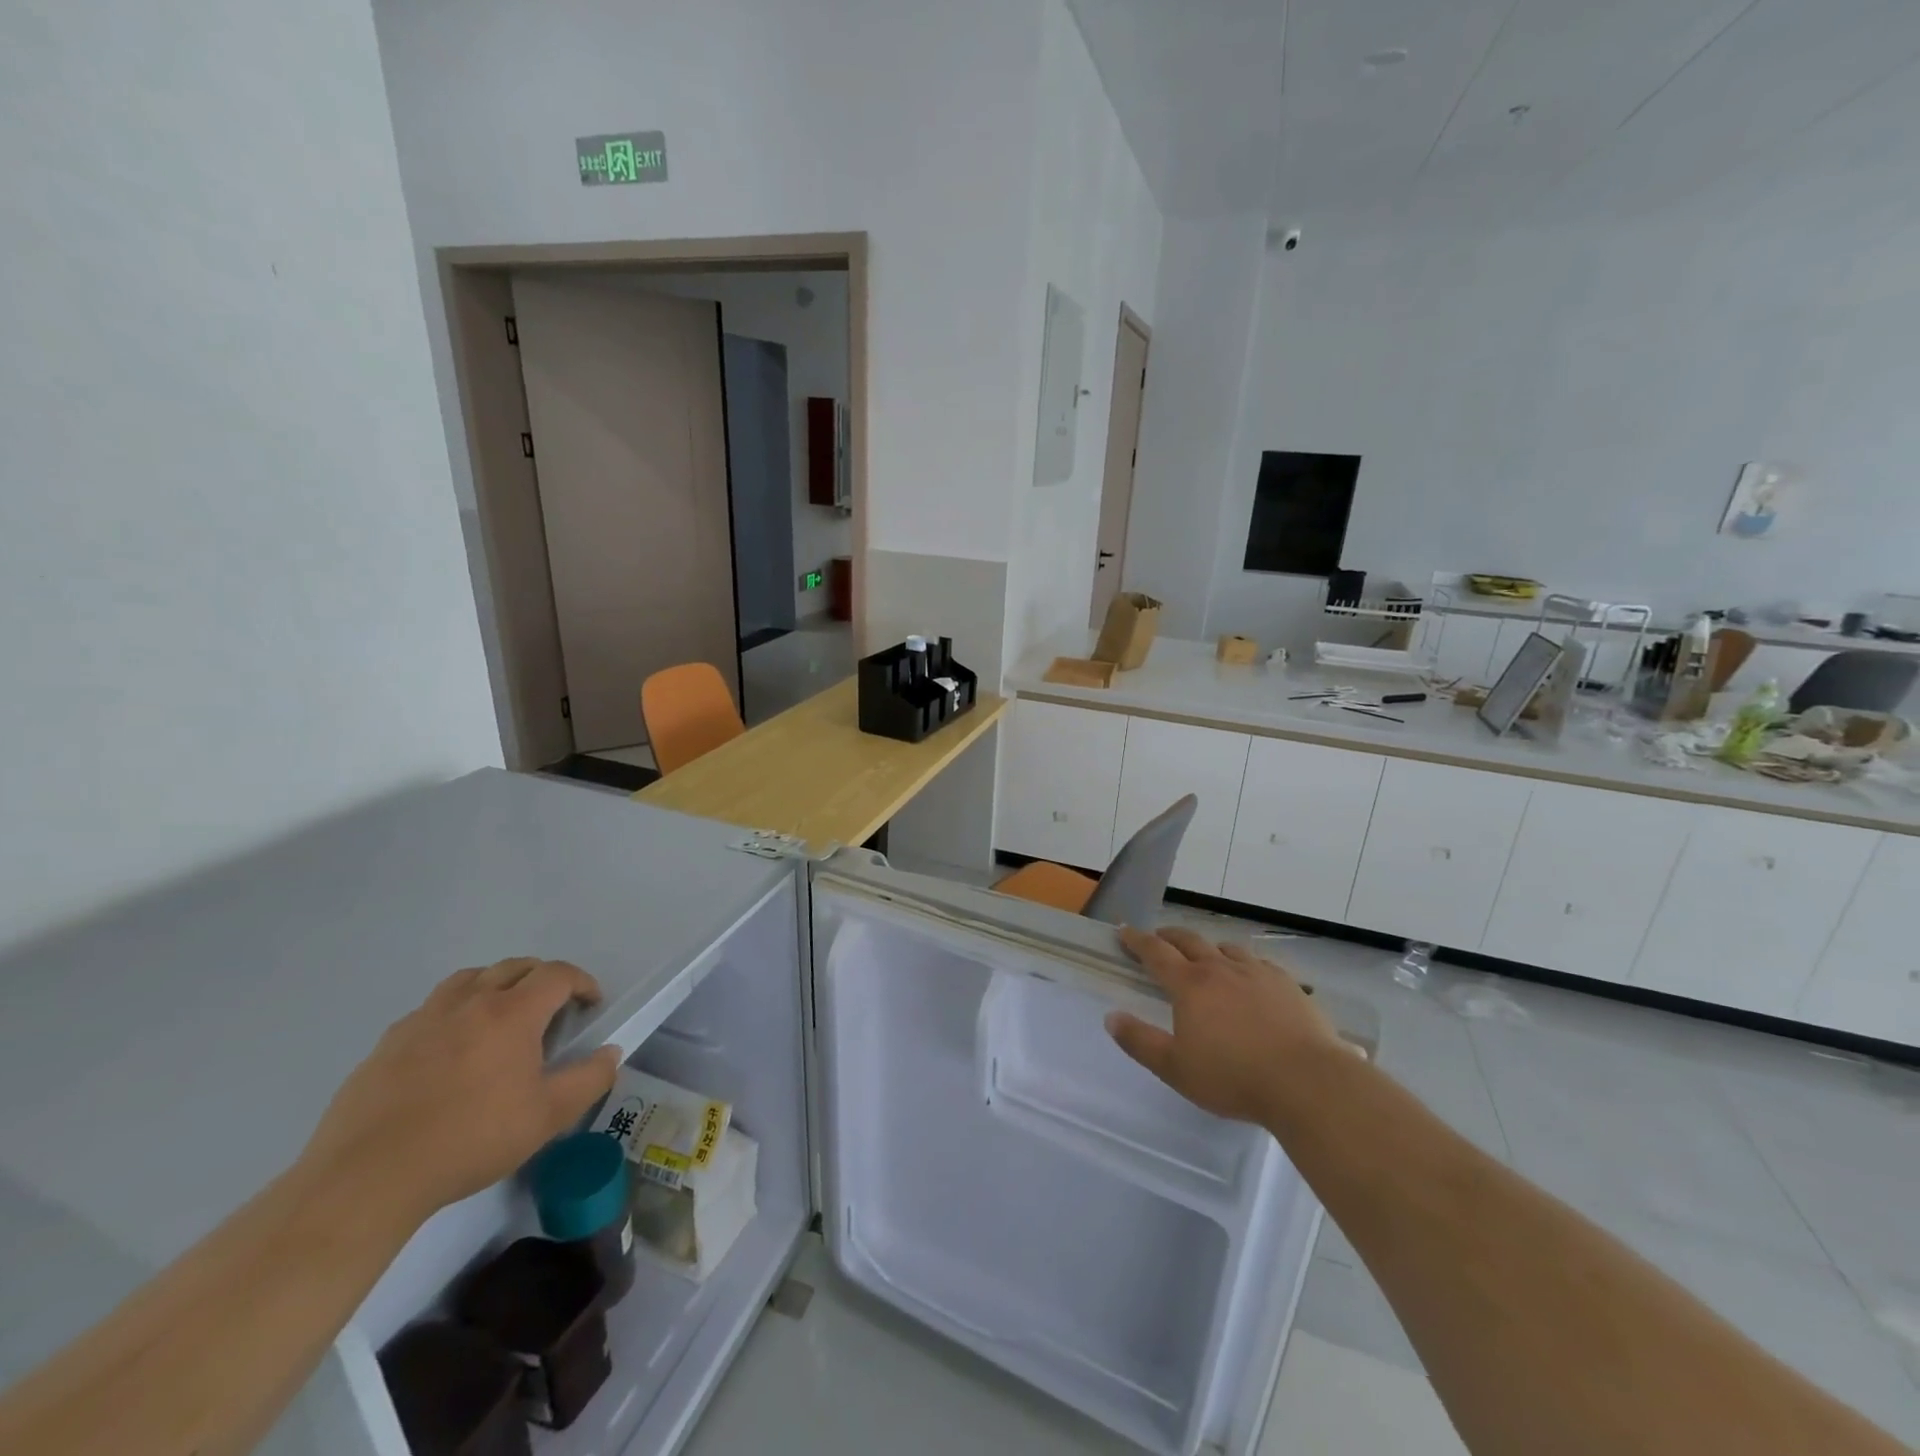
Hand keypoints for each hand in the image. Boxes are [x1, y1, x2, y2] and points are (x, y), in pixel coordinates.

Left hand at [301, 958, 621, 1226]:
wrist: (368, 1178)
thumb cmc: (470, 1140)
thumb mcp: (547, 1117)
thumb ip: (589, 1079)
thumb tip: (610, 1053)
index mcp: (512, 1013)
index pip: (557, 975)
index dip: (582, 982)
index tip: (591, 1004)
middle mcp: (469, 1002)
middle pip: (514, 967)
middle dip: (543, 979)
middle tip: (553, 1009)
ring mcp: (423, 1019)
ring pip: (470, 979)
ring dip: (496, 985)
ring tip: (502, 1016)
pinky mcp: (387, 1043)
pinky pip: (432, 1009)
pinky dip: (455, 1012)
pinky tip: (452, 1049)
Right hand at [1106, 926, 1341, 1126]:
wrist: (1307, 1082)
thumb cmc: (1234, 1077)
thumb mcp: (1175, 1068)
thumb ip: (1139, 1042)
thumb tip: (1111, 1017)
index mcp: (1190, 985)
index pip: (1155, 952)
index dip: (1137, 940)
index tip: (1124, 930)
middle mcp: (1220, 968)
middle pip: (1189, 941)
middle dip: (1169, 937)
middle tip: (1159, 939)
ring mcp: (1257, 973)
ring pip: (1226, 948)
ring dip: (1208, 948)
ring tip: (1205, 957)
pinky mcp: (1288, 985)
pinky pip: (1259, 963)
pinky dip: (1245, 963)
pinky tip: (1251, 977)